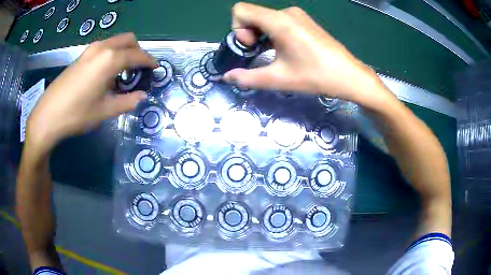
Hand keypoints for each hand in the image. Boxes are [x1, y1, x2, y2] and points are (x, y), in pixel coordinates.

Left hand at [27, 33, 156, 149]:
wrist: (48, 115)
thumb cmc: (77, 114)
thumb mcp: (105, 111)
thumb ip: (127, 101)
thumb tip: (142, 96)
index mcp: (110, 59)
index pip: (137, 55)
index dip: (149, 61)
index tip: (156, 68)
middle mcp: (102, 48)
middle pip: (128, 39)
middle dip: (138, 51)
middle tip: (139, 69)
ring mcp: (90, 50)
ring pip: (115, 41)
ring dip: (124, 51)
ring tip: (123, 72)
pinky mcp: (82, 55)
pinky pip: (104, 47)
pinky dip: (112, 54)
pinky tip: (106, 73)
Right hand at [223, 3, 395, 108]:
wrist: (348, 75)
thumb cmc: (315, 76)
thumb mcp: (278, 79)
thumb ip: (247, 78)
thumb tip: (227, 77)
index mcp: (279, 21)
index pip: (240, 10)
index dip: (238, 29)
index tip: (251, 47)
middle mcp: (287, 12)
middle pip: (252, 14)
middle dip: (248, 33)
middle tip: (258, 53)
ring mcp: (297, 15)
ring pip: (264, 18)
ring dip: (260, 35)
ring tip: (271, 54)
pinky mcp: (304, 20)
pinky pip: (278, 21)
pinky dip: (272, 33)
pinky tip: (281, 50)